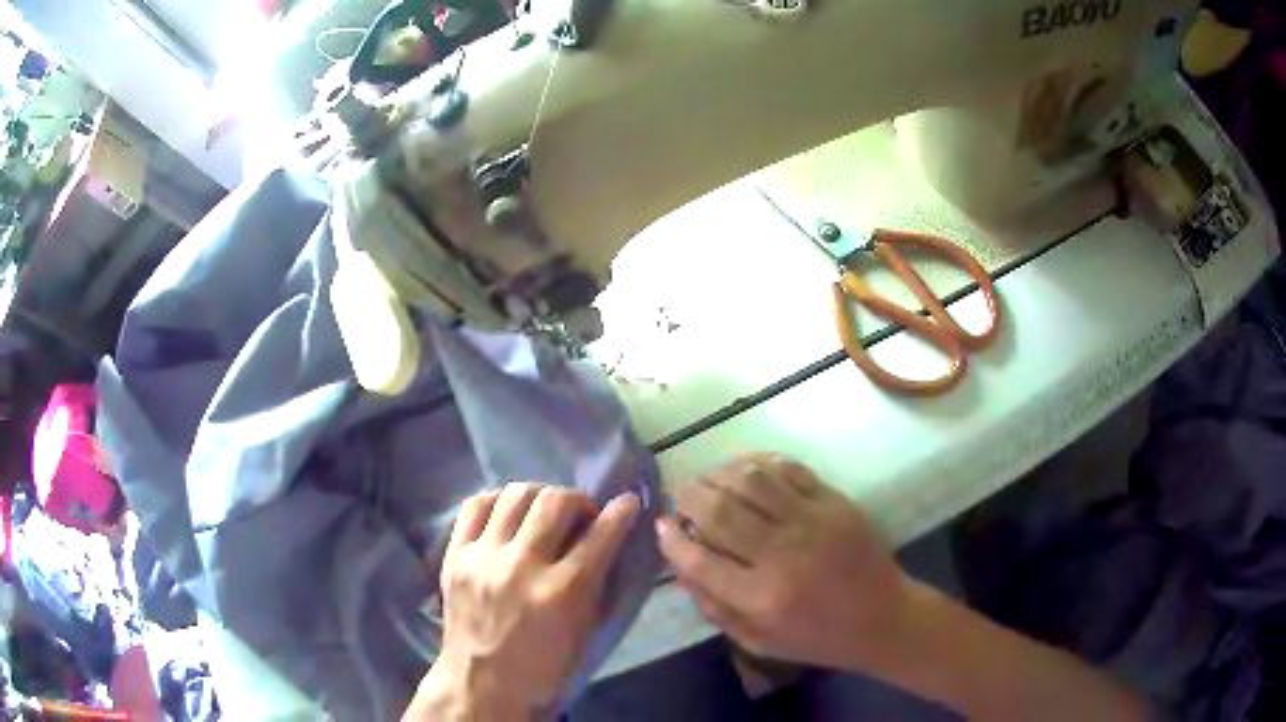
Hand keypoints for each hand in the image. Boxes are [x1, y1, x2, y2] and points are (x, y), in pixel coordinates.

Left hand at [406, 483, 640, 720]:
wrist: (482, 683)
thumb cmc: (544, 666)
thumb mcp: (585, 630)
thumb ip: (598, 581)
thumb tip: (608, 539)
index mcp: (563, 592)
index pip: (600, 535)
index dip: (621, 512)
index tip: (628, 502)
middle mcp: (522, 566)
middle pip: (555, 502)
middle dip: (578, 500)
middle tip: (580, 515)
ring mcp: (483, 557)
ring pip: (515, 495)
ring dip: (539, 496)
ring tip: (543, 511)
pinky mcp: (455, 555)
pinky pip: (475, 505)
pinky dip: (497, 501)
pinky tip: (507, 512)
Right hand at [656, 454, 910, 670]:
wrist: (883, 618)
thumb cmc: (817, 638)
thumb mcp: (758, 641)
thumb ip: (715, 607)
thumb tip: (681, 566)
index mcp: (762, 598)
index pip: (699, 559)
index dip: (671, 539)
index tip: (661, 527)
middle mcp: (783, 556)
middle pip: (719, 511)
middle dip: (688, 498)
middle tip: (679, 498)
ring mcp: (813, 522)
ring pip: (751, 480)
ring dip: (718, 473)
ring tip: (707, 479)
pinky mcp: (835, 502)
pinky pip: (789, 469)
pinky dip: (759, 461)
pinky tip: (744, 468)